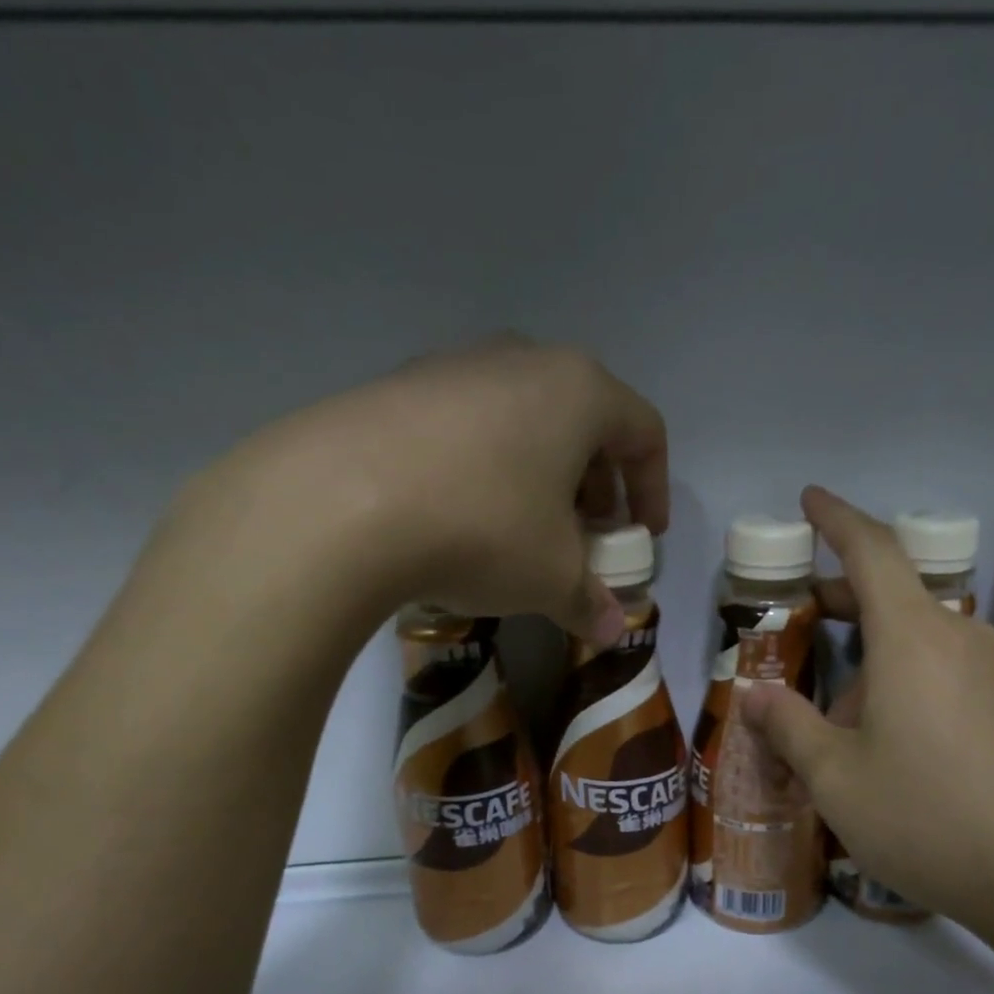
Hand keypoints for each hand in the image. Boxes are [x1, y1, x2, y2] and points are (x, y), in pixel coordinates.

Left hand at [169, 336, 667, 646]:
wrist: (339, 503)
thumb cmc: (483, 529)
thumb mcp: (551, 578)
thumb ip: (590, 602)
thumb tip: (612, 632)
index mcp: (579, 391)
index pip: (643, 433)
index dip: (653, 489)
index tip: (642, 537)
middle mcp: (521, 360)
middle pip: (582, 422)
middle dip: (594, 486)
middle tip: (586, 537)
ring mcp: (453, 366)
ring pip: (522, 421)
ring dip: (539, 477)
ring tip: (524, 532)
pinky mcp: (398, 388)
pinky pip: (466, 428)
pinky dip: (484, 469)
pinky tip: (460, 517)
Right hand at [740, 487, 993, 940]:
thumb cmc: (925, 817)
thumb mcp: (835, 778)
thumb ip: (790, 728)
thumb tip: (755, 695)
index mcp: (913, 639)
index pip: (873, 552)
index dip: (837, 520)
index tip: (810, 500)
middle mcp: (960, 639)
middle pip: (898, 592)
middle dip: (847, 592)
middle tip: (807, 609)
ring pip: (923, 637)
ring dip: (876, 648)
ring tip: (838, 701)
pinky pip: (948, 669)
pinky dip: (907, 675)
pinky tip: (890, 732)